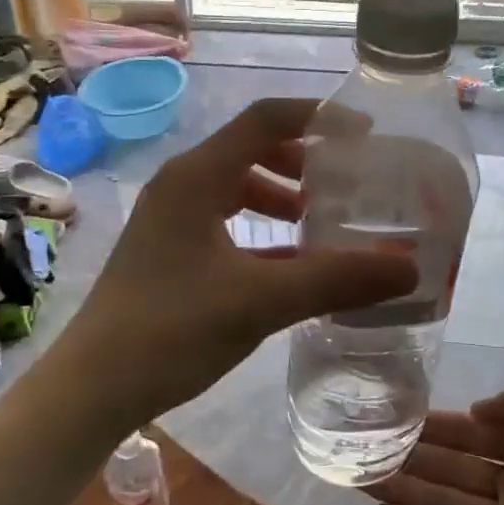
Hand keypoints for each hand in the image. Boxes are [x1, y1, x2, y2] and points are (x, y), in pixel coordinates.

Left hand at [61, 99, 416, 424]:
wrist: (94, 386)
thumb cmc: (171, 329)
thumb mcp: (261, 301)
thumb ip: (335, 280)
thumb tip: (409, 268)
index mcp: (197, 177)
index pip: (265, 119)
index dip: (318, 118)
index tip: (366, 136)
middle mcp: (181, 186)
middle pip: (251, 150)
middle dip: (303, 162)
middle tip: (346, 185)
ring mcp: (170, 221)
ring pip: (236, 189)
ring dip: (281, 198)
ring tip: (321, 224)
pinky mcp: (167, 253)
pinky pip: (224, 224)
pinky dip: (260, 232)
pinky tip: (290, 266)